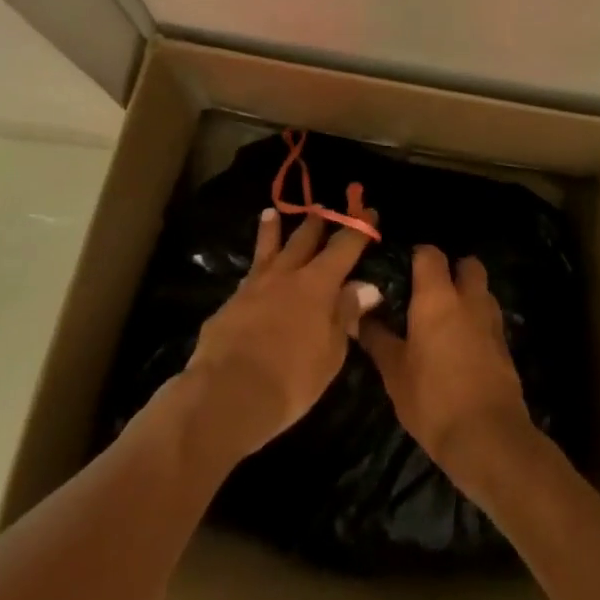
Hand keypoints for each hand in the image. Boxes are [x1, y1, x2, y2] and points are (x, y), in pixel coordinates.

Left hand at [181, 208, 380, 462]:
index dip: (358, 229)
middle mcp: (286, 274)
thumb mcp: (331, 353)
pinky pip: (248, 277)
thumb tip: (367, 287)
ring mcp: (255, 286)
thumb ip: (346, 315)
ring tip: (271, 213)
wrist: (229, 392)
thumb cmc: (292, 379)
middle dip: (316, 222)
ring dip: (272, 230)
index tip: (370, 213)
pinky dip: (254, 269)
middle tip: (322, 208)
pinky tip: (252, 273)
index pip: (343, 247)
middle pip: (303, 239)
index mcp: (317, 284)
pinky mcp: (231, 303)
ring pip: (267, 249)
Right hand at [358, 247, 535, 496]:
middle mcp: (468, 299)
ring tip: (446, 321)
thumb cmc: (433, 399)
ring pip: (482, 291)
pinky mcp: (506, 348)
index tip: (401, 272)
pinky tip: (462, 348)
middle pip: (467, 264)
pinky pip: (490, 321)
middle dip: (452, 270)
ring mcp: (491, 322)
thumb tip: (358, 316)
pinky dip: (478, 325)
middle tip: (429, 293)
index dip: (416, 256)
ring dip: (468, 297)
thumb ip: (377, 338)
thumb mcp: (394, 372)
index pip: (430, 253)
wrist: (489, 439)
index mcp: (437, 296)